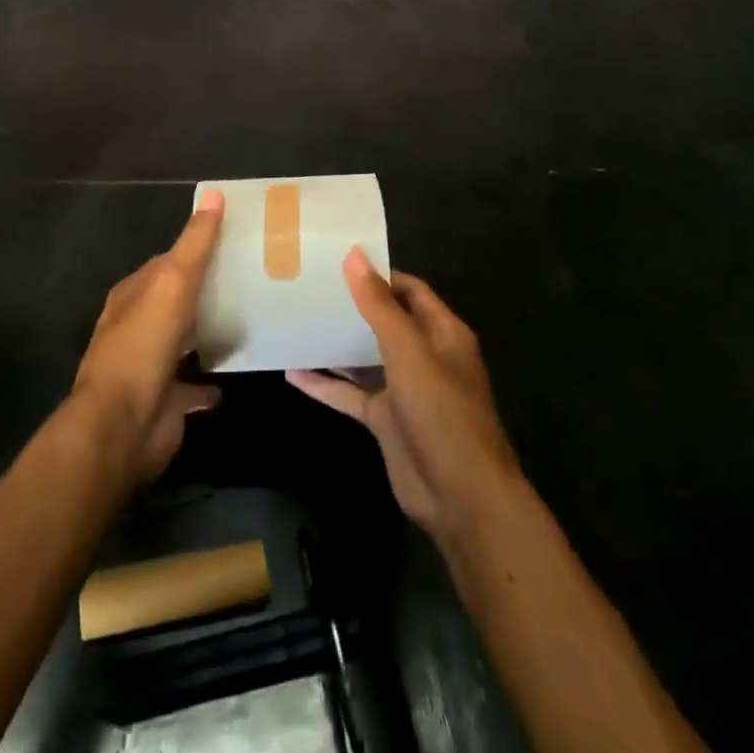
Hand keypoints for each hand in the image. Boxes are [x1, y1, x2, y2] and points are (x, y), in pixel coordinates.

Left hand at [70, 190, 223, 481]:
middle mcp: (137, 326)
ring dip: (205, 333)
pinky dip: (207, 381)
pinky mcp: (165, 400)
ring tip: (247, 321)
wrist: (122, 425)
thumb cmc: (144, 345)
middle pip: (174, 301)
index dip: (195, 250)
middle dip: (203, 292)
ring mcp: (149, 365)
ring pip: (182, 341)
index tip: (232, 243)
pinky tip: (232, 375)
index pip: (166, 263)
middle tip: (249, 281)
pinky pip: (191, 385)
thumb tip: (213, 193)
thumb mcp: (173, 283)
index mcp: (133, 295)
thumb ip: (195, 243)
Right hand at [289, 250, 519, 540]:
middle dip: (354, 305)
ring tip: (299, 320)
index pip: (410, 290)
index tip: (338, 261)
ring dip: (338, 343)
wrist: (461, 497)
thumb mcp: (408, 351)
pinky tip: (293, 374)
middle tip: (311, 286)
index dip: (379, 274)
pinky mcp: (386, 421)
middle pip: (387, 321)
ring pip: (367, 357)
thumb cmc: (441, 412)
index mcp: (442, 333)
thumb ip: (378, 305)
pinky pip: (352, 395)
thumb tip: (354, 255)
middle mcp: (425, 356)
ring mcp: (405, 390)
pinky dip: (326, 385)